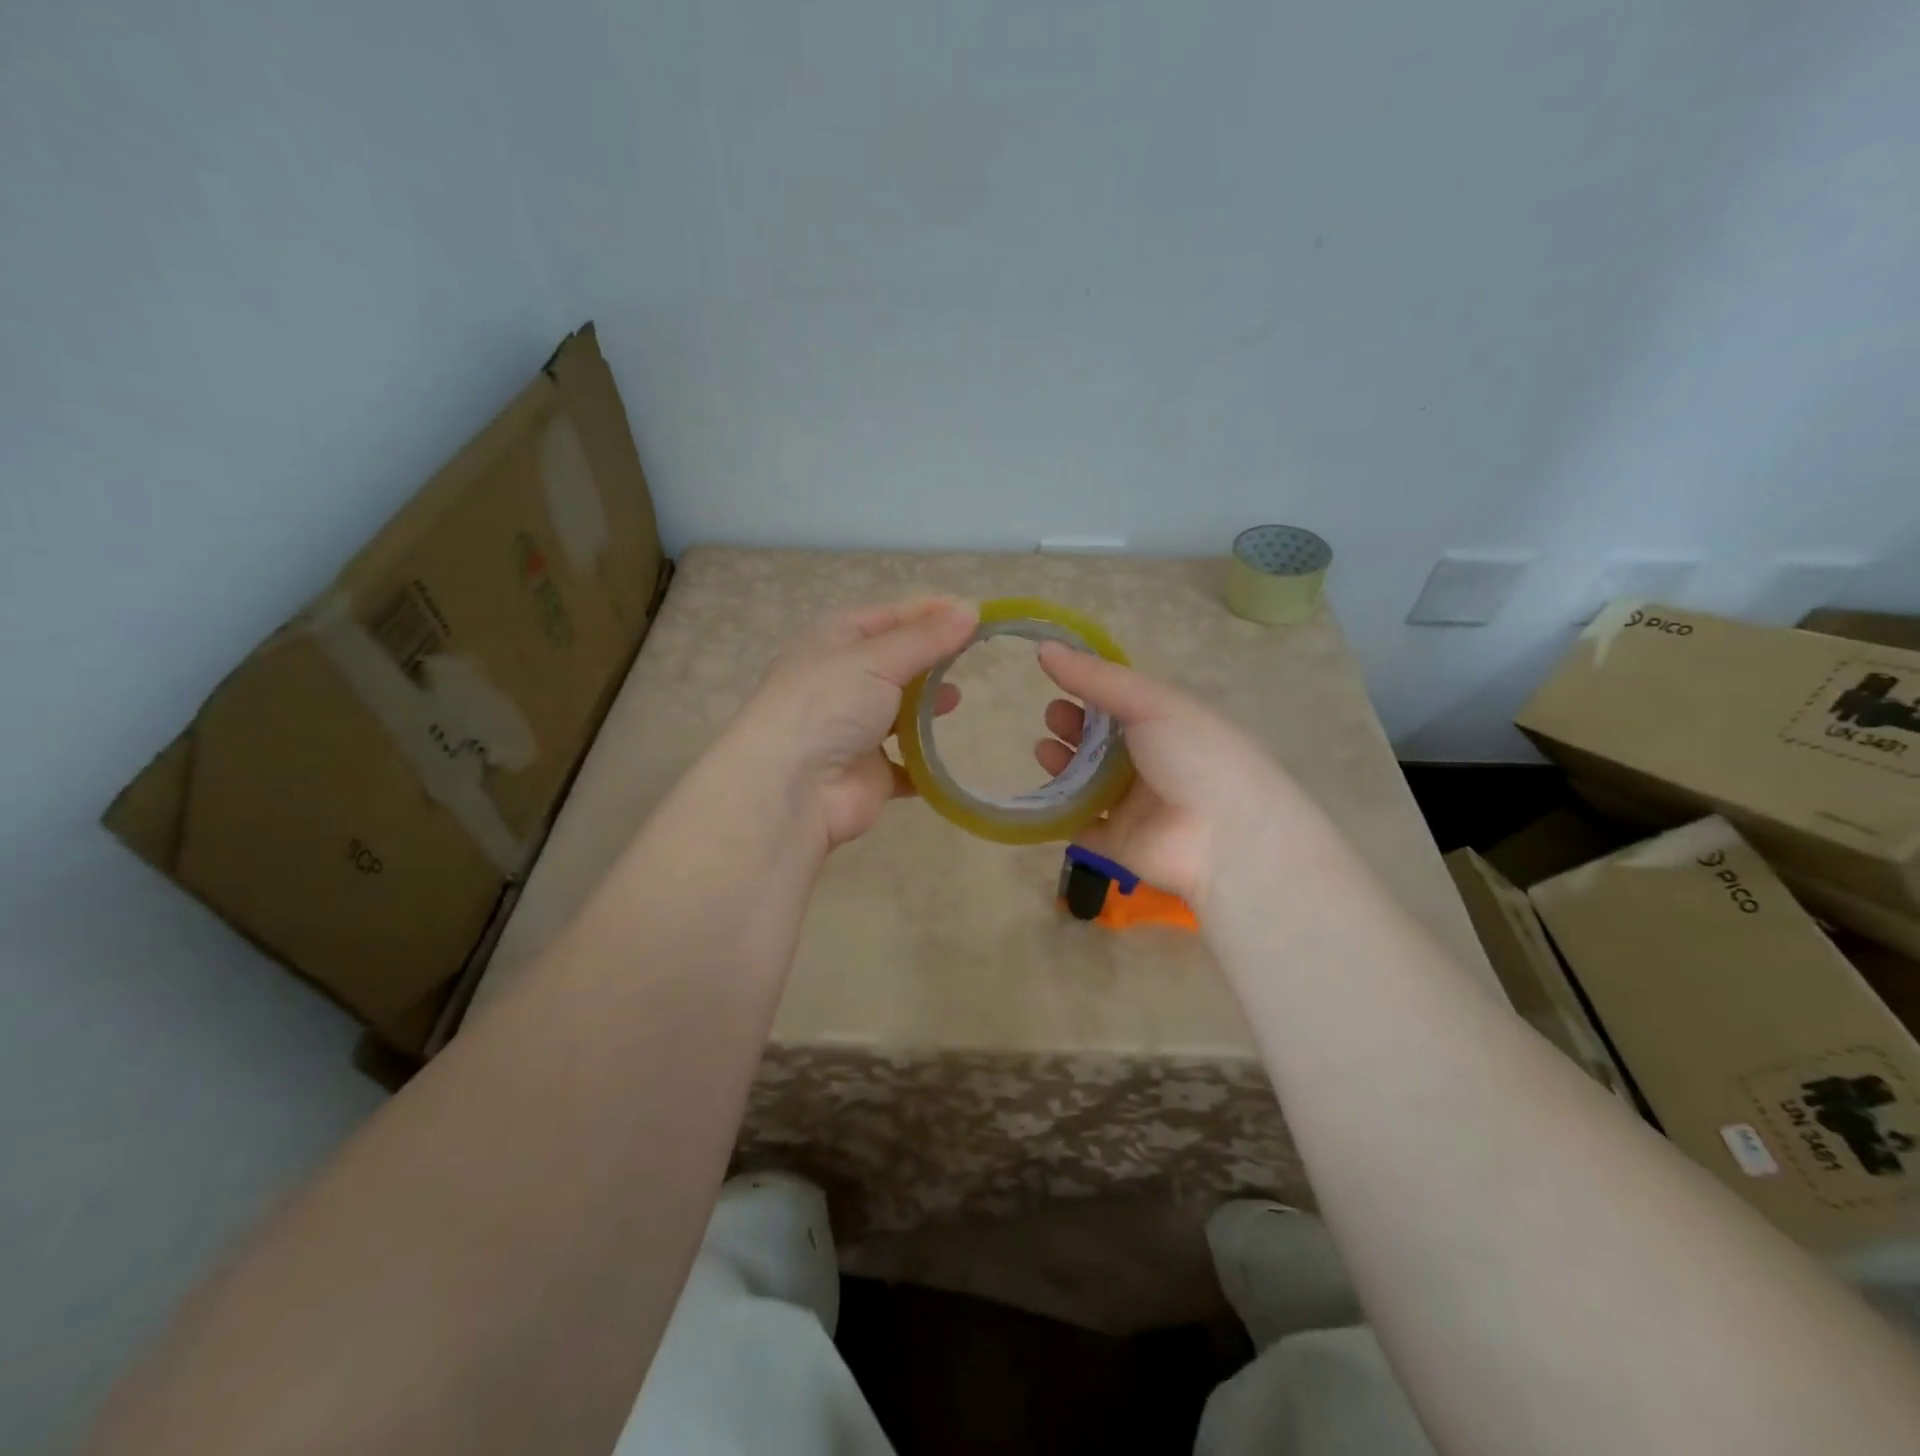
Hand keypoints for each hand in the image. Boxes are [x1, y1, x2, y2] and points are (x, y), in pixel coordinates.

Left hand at [734, 597, 978, 849]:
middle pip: (896, 663)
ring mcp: (854, 730)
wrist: (790, 788)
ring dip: (927, 706)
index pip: (889, 617)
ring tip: (957, 699)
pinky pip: (907, 764)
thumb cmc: (828, 705)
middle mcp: (841, 681)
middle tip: (974, 656)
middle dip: (930, 660)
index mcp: (833, 641)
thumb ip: (926, 639)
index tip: (974, 615)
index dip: (929, 614)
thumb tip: (970, 609)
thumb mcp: (877, 659)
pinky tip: (950, 752)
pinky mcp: (870, 773)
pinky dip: (927, 761)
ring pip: (900, 712)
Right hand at [1033, 642, 1298, 907]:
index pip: (1123, 704)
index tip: (1060, 680)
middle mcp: (1151, 764)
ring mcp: (1133, 805)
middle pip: (1101, 741)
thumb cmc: (1196, 756)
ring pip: (1087, 780)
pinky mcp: (1116, 842)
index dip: (1091, 691)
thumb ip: (1097, 678)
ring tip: (1045, 750)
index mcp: (1168, 726)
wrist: (1226, 838)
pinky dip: (1059, 809)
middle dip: (1073, 725)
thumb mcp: (1151, 703)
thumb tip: (1043, 647)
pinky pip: (1079, 822)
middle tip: (1054, 716)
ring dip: (1063, 762)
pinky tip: (1044, 792)